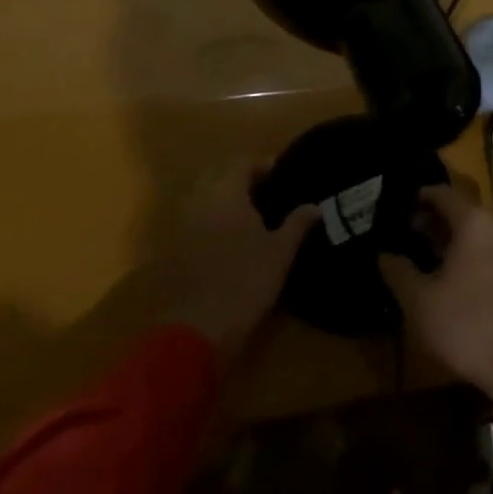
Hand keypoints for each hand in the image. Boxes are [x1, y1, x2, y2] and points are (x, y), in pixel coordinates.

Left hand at [165, 165, 317, 356]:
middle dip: (240, 177)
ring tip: (248, 212)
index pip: (242, 164)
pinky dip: (211, 216)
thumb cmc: (246, 282)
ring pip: (203, 195)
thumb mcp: (280, 252)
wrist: (198, 329)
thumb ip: (297, 224)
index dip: (262, 165)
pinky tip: (228, 235)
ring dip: (223, 195)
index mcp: (227, 194)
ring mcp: (185, 224)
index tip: (281, 174)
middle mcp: (202, 201)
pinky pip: (195, 217)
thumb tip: (315, 205)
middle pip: (219, 174)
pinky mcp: (177, 248)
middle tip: (265, 190)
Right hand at [378, 186, 492, 428]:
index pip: (443, 193)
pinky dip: (466, 250)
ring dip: (449, 236)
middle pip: (460, 209)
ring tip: (421, 252)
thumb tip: (384, 255)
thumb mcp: (422, 302)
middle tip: (405, 231)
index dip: (419, 197)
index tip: (398, 206)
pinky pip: (487, 247)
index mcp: (474, 222)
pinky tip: (447, 273)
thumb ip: (399, 272)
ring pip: (475, 230)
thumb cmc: (469, 325)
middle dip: (432, 218)